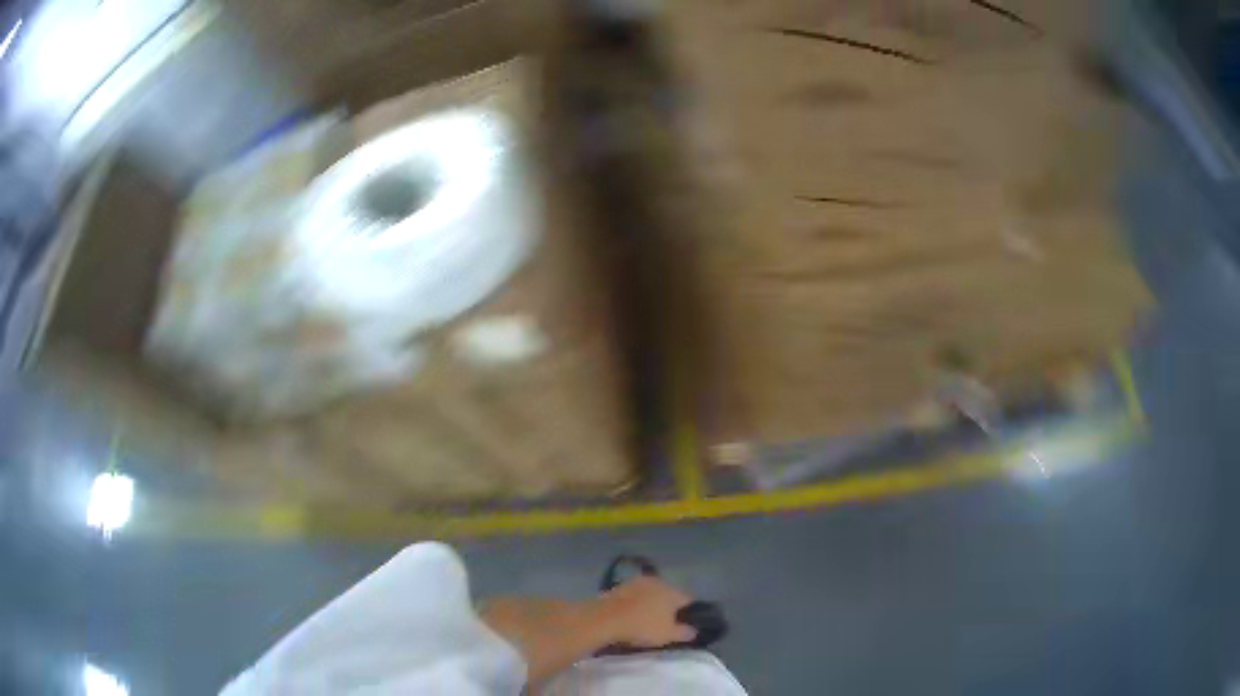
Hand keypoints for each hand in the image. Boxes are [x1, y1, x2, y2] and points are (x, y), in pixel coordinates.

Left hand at [596, 575, 696, 647]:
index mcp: (673, 592)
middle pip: (669, 594)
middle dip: (668, 606)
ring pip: (651, 592)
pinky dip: (635, 602)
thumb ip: (685, 632)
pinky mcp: (621, 585)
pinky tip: (630, 614)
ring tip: (645, 618)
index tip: (683, 623)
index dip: (688, 612)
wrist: (606, 618)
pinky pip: (635, 594)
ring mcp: (638, 581)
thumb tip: (694, 630)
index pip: (688, 600)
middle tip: (663, 622)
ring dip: (650, 602)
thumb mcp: (668, 635)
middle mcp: (658, 581)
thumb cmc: (642, 626)